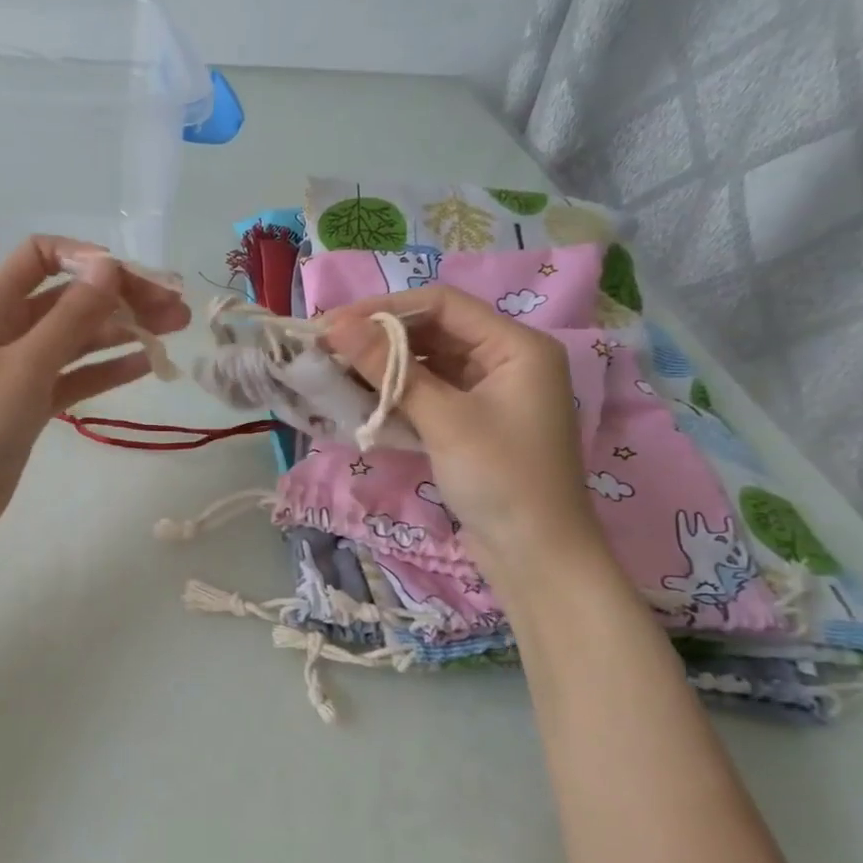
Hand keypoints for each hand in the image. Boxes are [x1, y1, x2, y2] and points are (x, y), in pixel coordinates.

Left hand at [0, 235, 188, 556]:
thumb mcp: (24, 368)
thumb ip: (69, 318)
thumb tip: (108, 265)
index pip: (40, 257)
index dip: (85, 258)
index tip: (130, 281)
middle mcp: (7, 332)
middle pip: (69, 298)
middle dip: (120, 298)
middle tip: (175, 312)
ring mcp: (20, 371)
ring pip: (78, 339)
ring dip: (122, 332)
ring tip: (172, 335)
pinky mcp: (31, 407)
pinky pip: (75, 377)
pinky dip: (107, 369)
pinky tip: (146, 366)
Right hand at [326, 286, 604, 577]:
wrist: (536, 557)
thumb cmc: (501, 479)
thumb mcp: (444, 420)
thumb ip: (391, 369)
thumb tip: (338, 327)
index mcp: (516, 346)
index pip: (442, 305)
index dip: (384, 309)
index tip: (333, 325)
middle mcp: (504, 360)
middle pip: (433, 331)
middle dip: (379, 339)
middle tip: (326, 349)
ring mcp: (488, 393)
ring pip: (427, 364)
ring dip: (384, 368)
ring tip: (334, 373)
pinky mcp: (472, 423)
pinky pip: (429, 394)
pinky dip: (396, 395)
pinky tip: (360, 400)